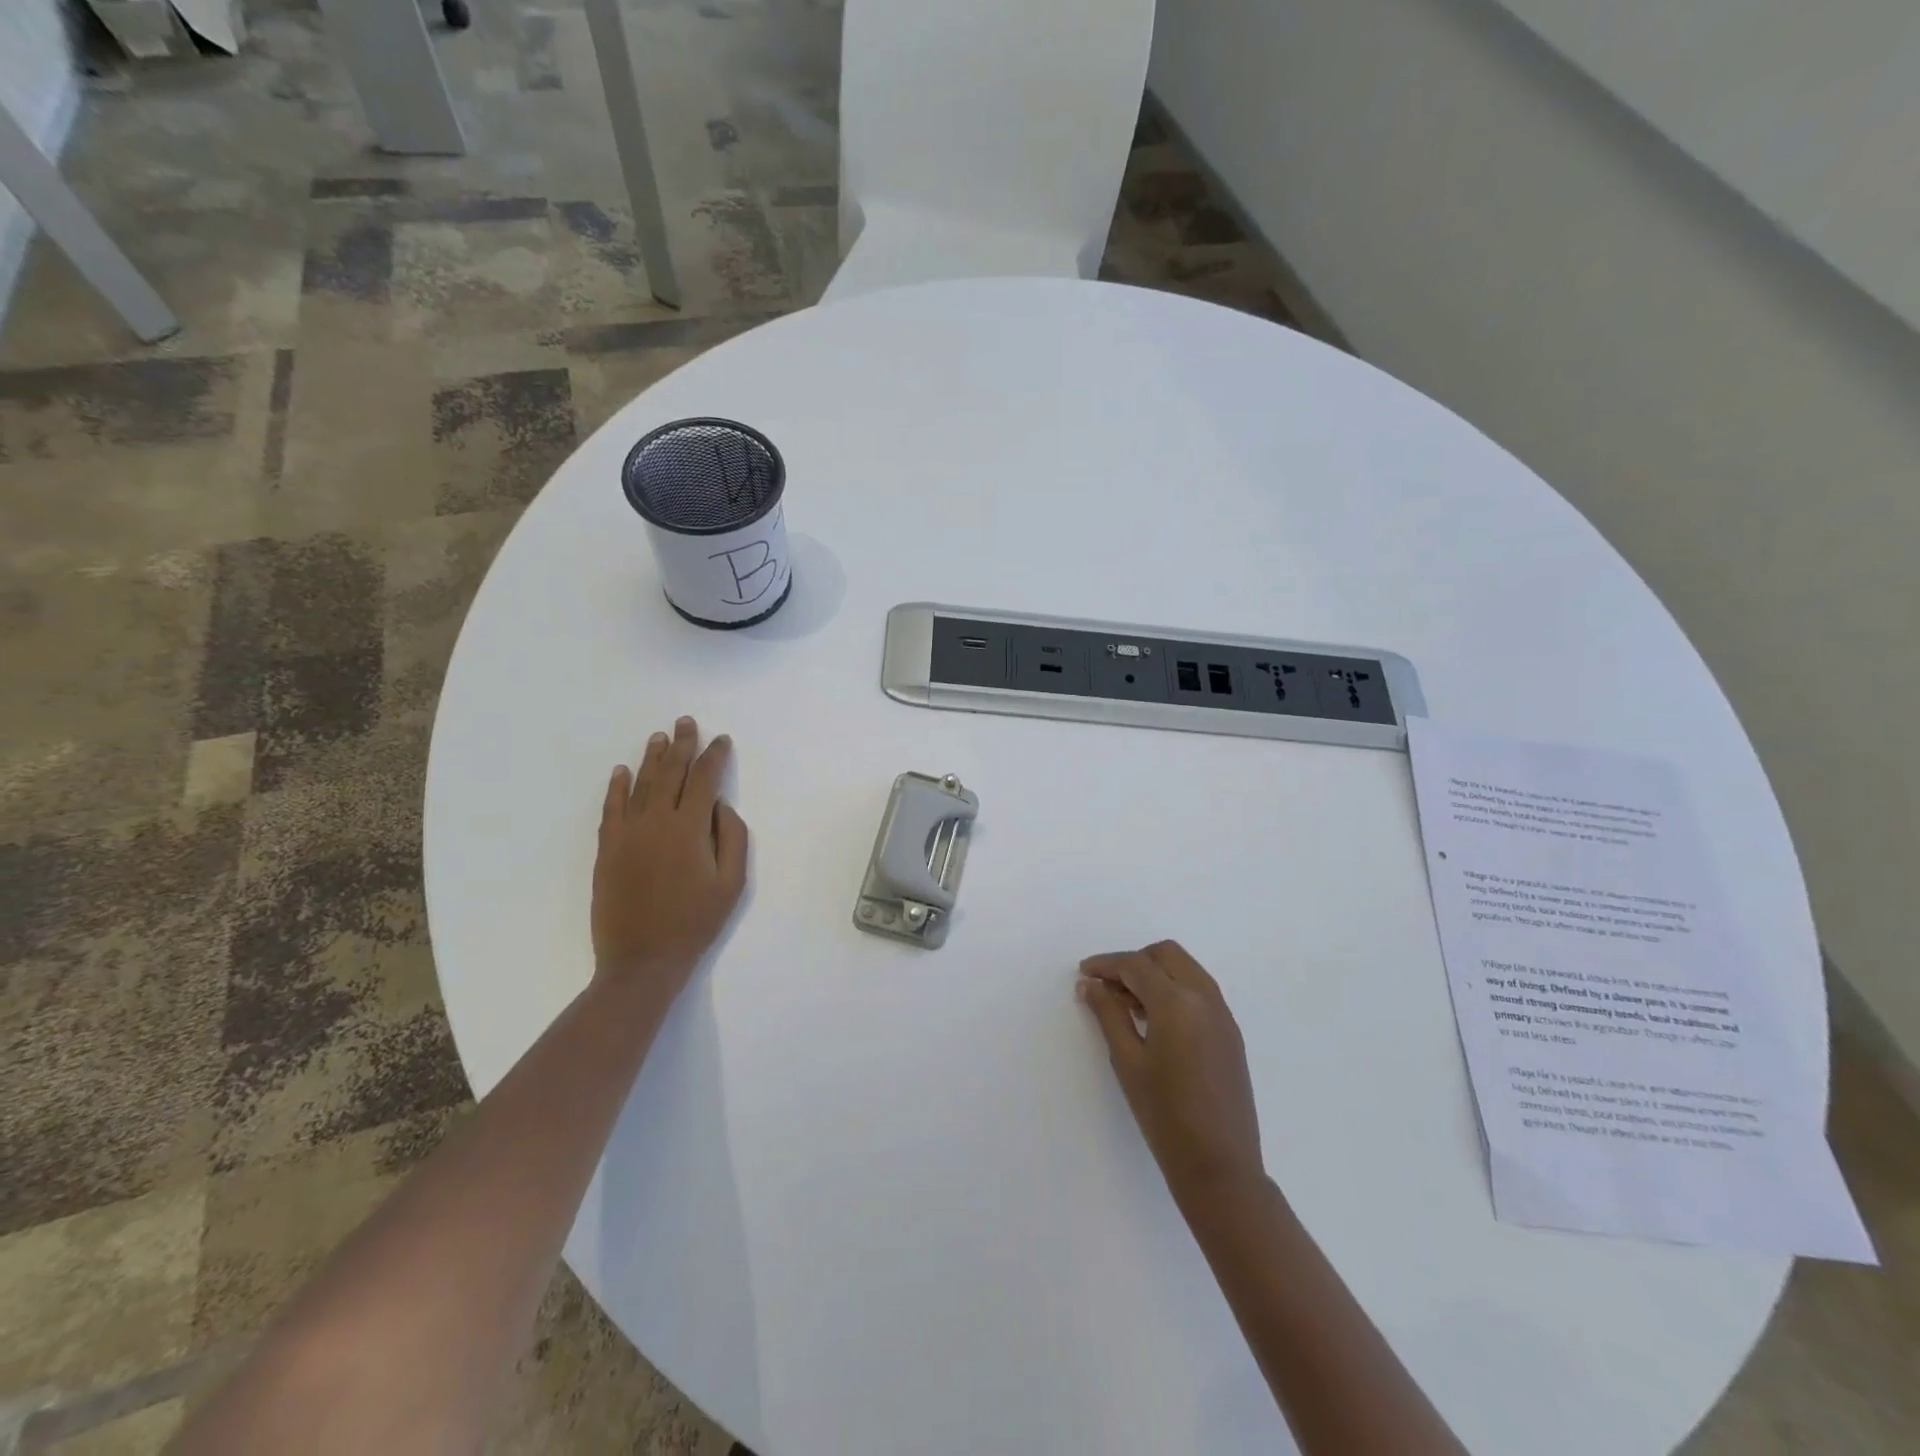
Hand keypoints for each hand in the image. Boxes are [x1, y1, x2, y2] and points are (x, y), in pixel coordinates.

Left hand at [592, 717, 748, 1000]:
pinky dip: (616, 787)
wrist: (642, 959)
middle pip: (670, 773)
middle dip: (681, 745)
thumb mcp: (731, 884)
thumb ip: (732, 838)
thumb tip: (721, 806)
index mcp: (689, 828)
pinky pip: (611, 808)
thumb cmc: (695, 922)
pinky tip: (621, 771)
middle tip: (685, 722)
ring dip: (651, 758)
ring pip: (640, 785)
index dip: (714, 756)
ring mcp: (627, 833)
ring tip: (659, 737)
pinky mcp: (607, 849)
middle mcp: (656, 821)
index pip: (704, 780)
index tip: (722, 740)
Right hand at [1079, 941, 1264, 1203]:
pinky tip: (1154, 1021)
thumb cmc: (1165, 1116)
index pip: (1136, 965)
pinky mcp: (1230, 1033)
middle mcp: (1205, 998)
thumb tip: (1090, 984)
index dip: (1106, 964)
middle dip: (1134, 961)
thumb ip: (1108, 1014)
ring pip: (1185, 969)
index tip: (1083, 973)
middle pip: (1166, 954)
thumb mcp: (1127, 1062)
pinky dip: (1174, 990)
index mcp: (1177, 1002)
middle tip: (1107, 986)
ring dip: (1155, 974)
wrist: (1221, 1166)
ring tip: (1126, 1004)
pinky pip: (1199, 991)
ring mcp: (1223, 1015)